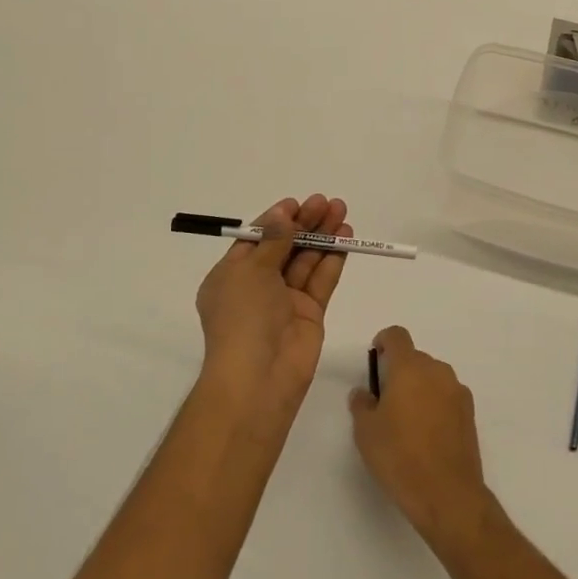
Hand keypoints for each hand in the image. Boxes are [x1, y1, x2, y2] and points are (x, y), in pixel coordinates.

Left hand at [195, 195, 350, 416]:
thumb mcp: (251, 270)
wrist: (259, 376)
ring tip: (341, 210)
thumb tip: (283, 214)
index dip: (276, 220)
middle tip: (326, 202)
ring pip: (306, 260)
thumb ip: (273, 240)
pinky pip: (321, 280)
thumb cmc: (243, 317)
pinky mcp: (310, 313)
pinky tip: (346, 237)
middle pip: (284, 247)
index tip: (297, 203)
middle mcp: (257, 287)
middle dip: (305, 223)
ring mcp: (285, 301)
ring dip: (322, 235)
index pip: (256, 240)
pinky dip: (333, 258)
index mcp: (231, 276)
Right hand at [349, 326, 494, 554]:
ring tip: (406, 423)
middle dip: (399, 372)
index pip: (397, 335)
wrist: (447, 494)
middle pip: (415, 358)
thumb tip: (365, 392)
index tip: (375, 360)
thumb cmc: (399, 457)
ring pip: (432, 377)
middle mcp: (437, 371)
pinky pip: (446, 396)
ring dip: (418, 388)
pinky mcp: (470, 412)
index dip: (383, 342)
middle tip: (384, 402)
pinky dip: (435, 404)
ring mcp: (457, 391)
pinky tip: (426, 435)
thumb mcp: (366, 431)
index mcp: (410, 367)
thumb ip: (362, 404)